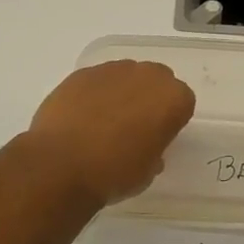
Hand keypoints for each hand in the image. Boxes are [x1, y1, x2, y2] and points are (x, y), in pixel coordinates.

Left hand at [25, 60, 195, 206]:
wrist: (61, 165)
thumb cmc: (114, 173)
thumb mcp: (148, 172)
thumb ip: (154, 150)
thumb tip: (144, 145)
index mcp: (172, 99)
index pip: (182, 102)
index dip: (170, 120)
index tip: (157, 137)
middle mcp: (146, 75)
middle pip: (155, 80)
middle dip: (148, 98)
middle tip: (133, 126)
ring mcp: (111, 70)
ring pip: (125, 76)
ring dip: (120, 93)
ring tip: (102, 122)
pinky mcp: (81, 73)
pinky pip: (96, 81)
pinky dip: (93, 94)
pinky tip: (80, 118)